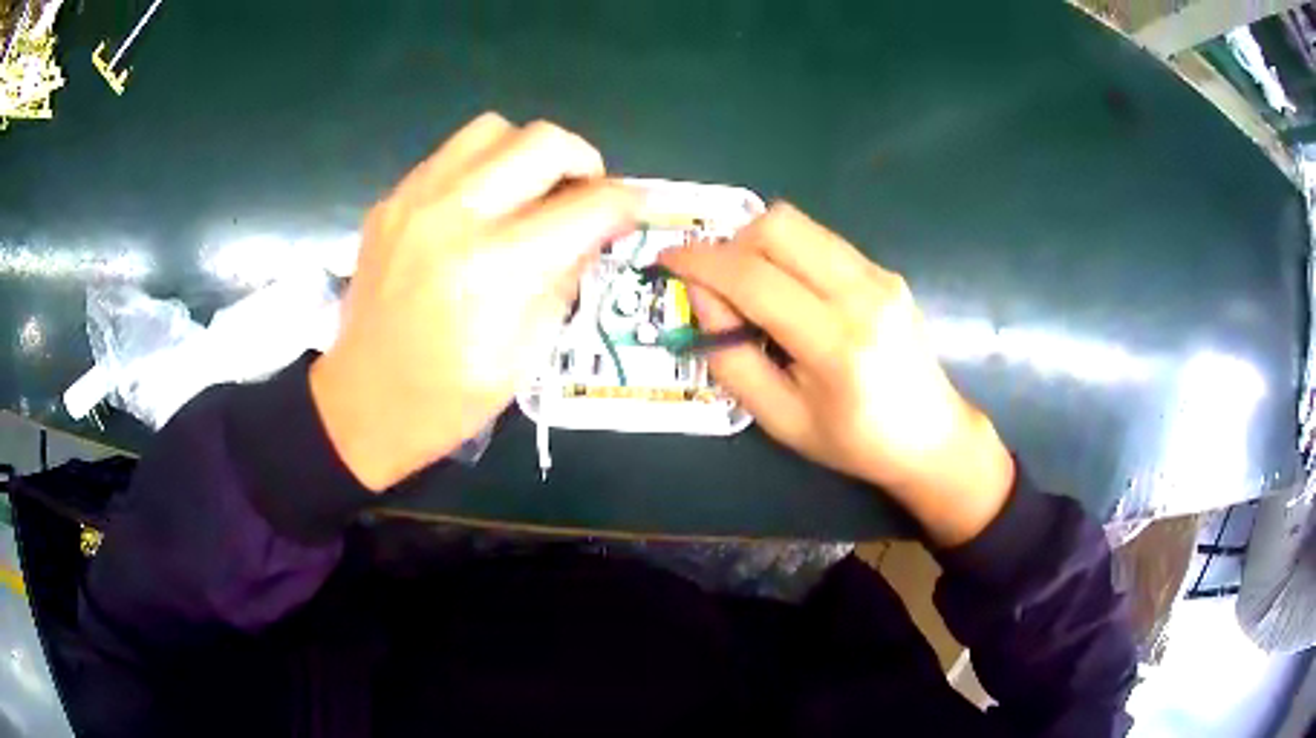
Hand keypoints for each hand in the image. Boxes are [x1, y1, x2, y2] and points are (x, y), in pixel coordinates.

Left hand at [311, 113, 637, 490]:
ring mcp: (414, 201)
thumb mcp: (527, 354)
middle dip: (582, 161)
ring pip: (493, 129)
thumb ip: (567, 278)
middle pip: (543, 141)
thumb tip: (596, 230)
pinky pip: (451, 153)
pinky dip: (482, 166)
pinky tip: (481, 206)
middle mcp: (454, 217)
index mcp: (495, 269)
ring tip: (530, 191)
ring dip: (527, 153)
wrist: (362, 403)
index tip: (637, 208)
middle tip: (583, 195)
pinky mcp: (390, 202)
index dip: (626, 202)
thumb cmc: (448, 398)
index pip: (587, 206)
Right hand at [659, 204, 1014, 545]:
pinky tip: (788, 290)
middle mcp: (862, 294)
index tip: (667, 260)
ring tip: (749, 286)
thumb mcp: (781, 419)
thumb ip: (732, 358)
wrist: (931, 435)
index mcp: (835, 343)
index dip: (701, 262)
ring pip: (799, 223)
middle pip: (777, 226)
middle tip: (718, 282)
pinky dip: (788, 252)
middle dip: (730, 243)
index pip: (754, 277)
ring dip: (757, 243)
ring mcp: (879, 275)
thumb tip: (702, 297)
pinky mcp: (885, 270)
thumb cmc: (854, 442)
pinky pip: (820, 240)